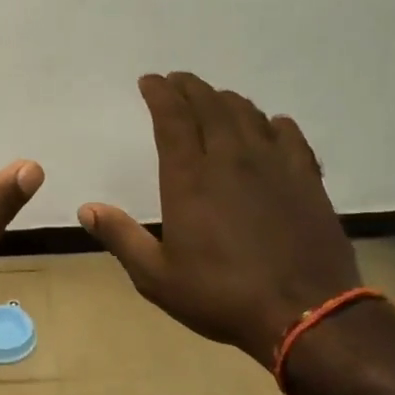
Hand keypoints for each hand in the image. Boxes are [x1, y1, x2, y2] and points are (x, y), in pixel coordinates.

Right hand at [79, 73, 360, 366]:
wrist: (305, 313)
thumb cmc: (221, 295)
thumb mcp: (157, 276)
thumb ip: (121, 237)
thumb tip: (87, 208)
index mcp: (190, 177)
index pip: (172, 118)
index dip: (159, 94)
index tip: (149, 80)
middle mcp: (231, 158)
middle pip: (209, 106)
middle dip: (189, 87)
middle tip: (177, 81)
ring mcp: (274, 164)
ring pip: (248, 114)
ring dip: (226, 100)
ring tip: (215, 99)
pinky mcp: (307, 178)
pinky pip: (290, 135)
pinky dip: (274, 123)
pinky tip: (271, 124)